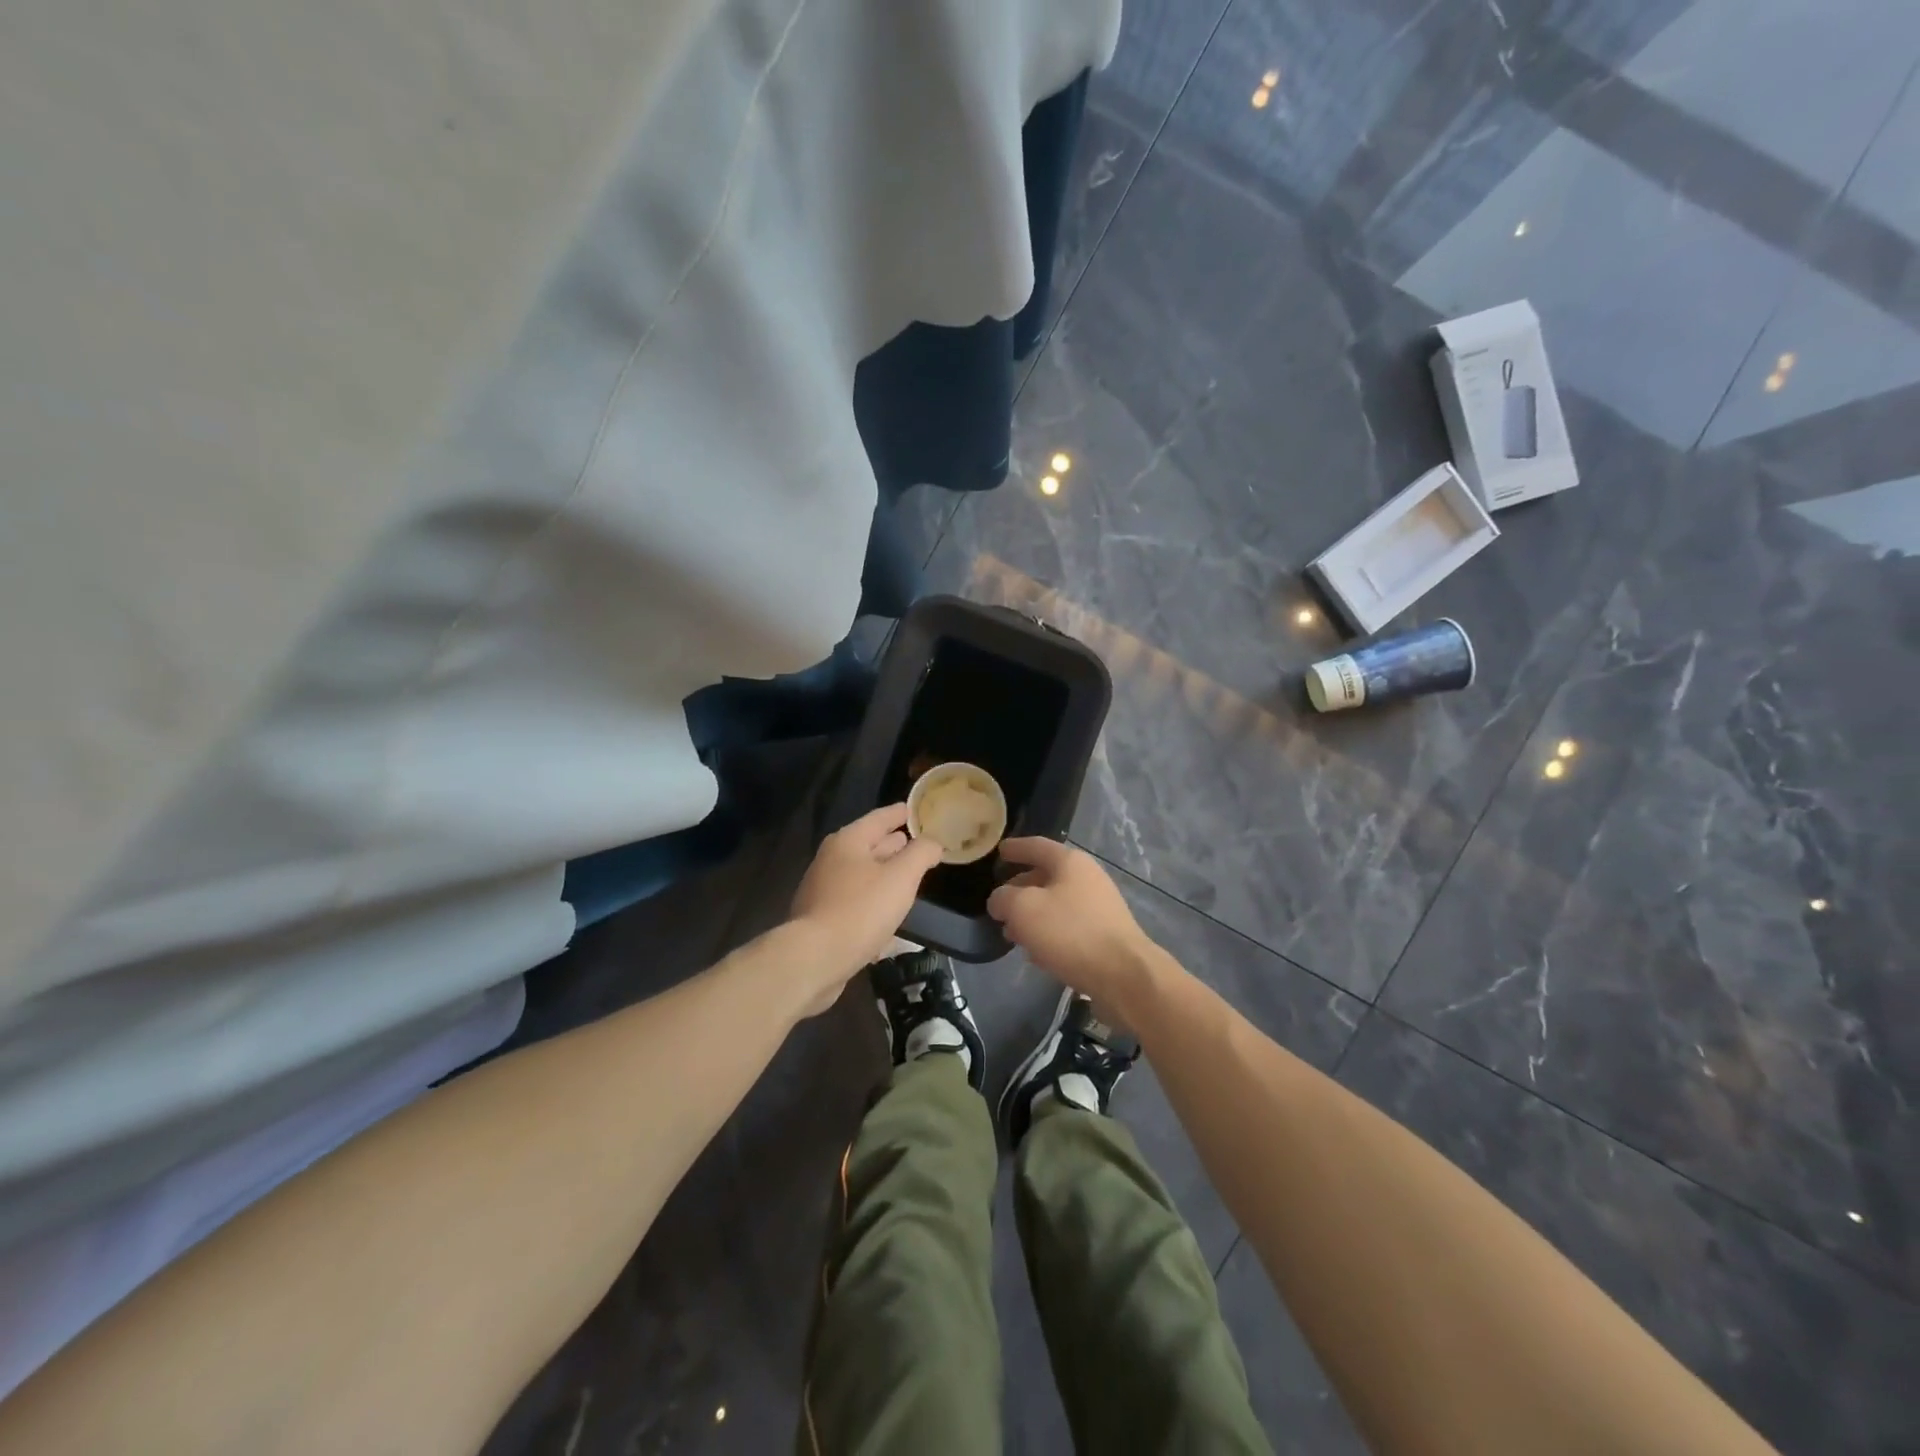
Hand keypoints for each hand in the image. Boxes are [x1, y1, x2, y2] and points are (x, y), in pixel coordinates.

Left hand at [789, 804, 942, 1006]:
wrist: (814, 959)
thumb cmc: (861, 910)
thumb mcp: (901, 877)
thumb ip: (921, 854)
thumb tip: (932, 842)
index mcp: (848, 841)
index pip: (880, 818)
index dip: (901, 813)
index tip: (916, 810)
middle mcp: (831, 859)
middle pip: (869, 844)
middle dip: (894, 844)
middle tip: (918, 843)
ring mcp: (823, 889)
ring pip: (862, 874)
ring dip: (884, 874)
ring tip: (908, 877)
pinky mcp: (822, 918)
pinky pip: (855, 900)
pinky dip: (873, 899)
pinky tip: (888, 913)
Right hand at [986, 838, 1158, 1008]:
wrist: (1123, 975)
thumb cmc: (1070, 932)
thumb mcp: (1023, 909)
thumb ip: (1003, 898)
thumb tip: (1000, 901)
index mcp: (1070, 862)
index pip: (1036, 846)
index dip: (1015, 848)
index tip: (999, 851)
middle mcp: (1088, 878)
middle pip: (1046, 876)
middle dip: (1020, 889)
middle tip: (999, 904)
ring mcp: (1099, 907)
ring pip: (1056, 905)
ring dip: (1033, 916)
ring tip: (1011, 933)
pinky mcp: (1104, 935)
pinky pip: (1068, 927)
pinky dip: (1049, 934)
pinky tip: (1036, 953)